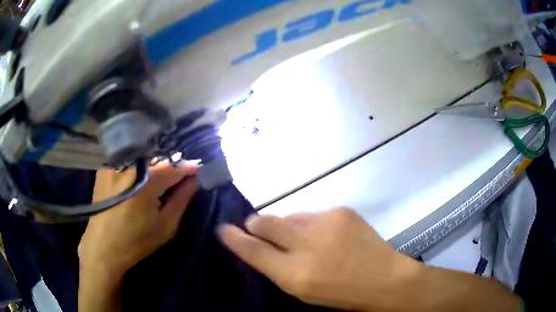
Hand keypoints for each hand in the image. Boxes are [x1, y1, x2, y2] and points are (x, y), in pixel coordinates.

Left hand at [78, 161, 198, 279]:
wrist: (102, 248)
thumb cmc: (136, 242)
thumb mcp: (165, 226)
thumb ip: (182, 199)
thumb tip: (195, 179)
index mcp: (145, 182)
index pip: (174, 166)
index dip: (189, 167)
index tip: (200, 169)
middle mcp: (128, 166)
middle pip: (157, 157)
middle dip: (172, 166)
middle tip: (180, 177)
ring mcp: (114, 164)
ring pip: (142, 157)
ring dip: (155, 165)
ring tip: (161, 178)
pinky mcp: (105, 168)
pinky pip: (127, 161)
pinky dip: (138, 167)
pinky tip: (139, 179)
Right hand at [218, 208, 420, 310]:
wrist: (385, 278)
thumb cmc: (341, 293)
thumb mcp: (303, 290)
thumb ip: (278, 267)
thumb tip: (259, 244)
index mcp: (295, 273)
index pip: (252, 250)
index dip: (234, 239)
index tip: (222, 229)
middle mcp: (306, 244)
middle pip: (264, 222)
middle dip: (257, 225)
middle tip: (260, 230)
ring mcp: (325, 222)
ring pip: (288, 216)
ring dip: (288, 227)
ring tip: (305, 240)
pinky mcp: (341, 211)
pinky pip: (312, 214)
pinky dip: (311, 225)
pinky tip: (327, 236)